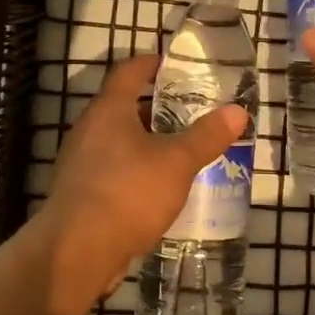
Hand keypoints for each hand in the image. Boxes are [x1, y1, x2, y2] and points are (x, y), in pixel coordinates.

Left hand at [31, 54, 247, 314]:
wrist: (77, 251)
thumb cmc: (128, 193)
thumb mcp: (177, 162)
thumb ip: (207, 136)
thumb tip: (238, 111)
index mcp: (109, 110)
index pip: (129, 71)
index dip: (153, 63)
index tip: (176, 65)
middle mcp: (90, 129)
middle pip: (126, 107)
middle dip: (159, 109)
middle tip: (194, 113)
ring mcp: (82, 163)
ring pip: (121, 142)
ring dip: (150, 144)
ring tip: (185, 152)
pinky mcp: (82, 193)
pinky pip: (115, 171)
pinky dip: (138, 171)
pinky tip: (162, 189)